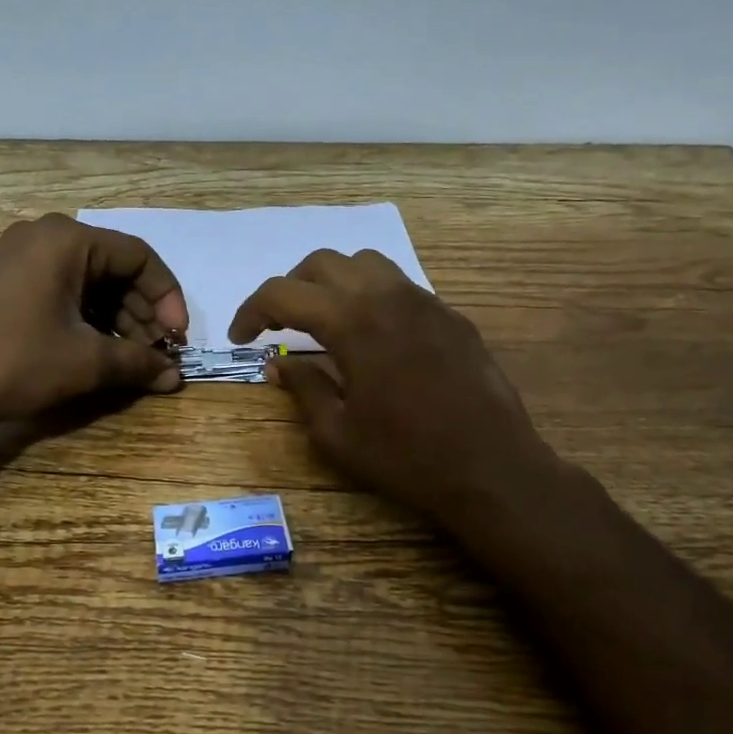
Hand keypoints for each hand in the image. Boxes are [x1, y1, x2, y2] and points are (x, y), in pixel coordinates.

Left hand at [0, 214, 188, 425]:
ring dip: (117, 319)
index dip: (167, 298)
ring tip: (131, 359)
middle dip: (141, 313)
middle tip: (156, 354)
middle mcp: (45, 237)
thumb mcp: (84, 362)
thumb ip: (137, 363)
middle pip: (115, 269)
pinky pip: (63, 290)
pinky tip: (99, 351)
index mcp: (68, 240)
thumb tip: (175, 377)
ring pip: (90, 282)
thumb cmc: (12, 361)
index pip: (140, 258)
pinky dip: (88, 318)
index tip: (177, 339)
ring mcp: (21, 257)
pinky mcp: (6, 281)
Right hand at [229, 250, 562, 535]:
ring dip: (333, 283)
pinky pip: (400, 286)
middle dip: (290, 288)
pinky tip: (373, 336)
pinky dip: (371, 296)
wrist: (492, 469)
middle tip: (277, 325)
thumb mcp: (337, 433)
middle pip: (323, 264)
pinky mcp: (451, 316)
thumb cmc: (406, 457)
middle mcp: (387, 296)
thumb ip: (302, 388)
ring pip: (365, 264)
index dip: (251, 311)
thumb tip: (278, 363)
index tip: (241, 337)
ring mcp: (425, 301)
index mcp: (352, 322)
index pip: (283, 293)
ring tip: (324, 319)